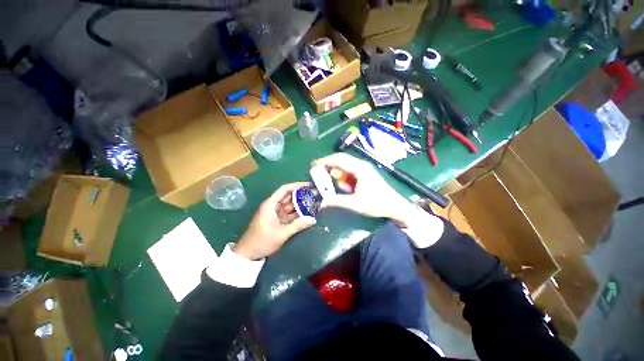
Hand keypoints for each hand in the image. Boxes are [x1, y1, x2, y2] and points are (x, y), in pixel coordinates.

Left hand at [234, 182, 315, 259]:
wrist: (249, 254)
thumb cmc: (262, 241)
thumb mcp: (281, 233)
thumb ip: (298, 225)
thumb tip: (313, 219)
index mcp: (271, 204)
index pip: (285, 189)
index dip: (297, 186)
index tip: (309, 185)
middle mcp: (274, 206)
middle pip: (289, 197)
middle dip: (302, 195)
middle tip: (315, 195)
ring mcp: (276, 213)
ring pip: (291, 205)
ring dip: (301, 204)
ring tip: (314, 202)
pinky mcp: (278, 220)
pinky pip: (290, 214)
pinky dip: (298, 213)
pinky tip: (308, 213)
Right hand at [313, 153, 416, 225]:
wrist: (395, 207)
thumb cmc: (378, 204)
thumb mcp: (356, 204)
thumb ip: (337, 201)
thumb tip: (321, 202)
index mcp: (360, 168)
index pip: (339, 159)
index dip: (325, 161)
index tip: (313, 165)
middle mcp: (361, 165)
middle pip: (340, 161)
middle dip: (328, 166)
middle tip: (317, 173)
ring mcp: (363, 170)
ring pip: (344, 168)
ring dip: (338, 176)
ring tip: (336, 187)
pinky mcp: (363, 175)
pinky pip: (349, 174)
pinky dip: (344, 180)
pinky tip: (346, 189)